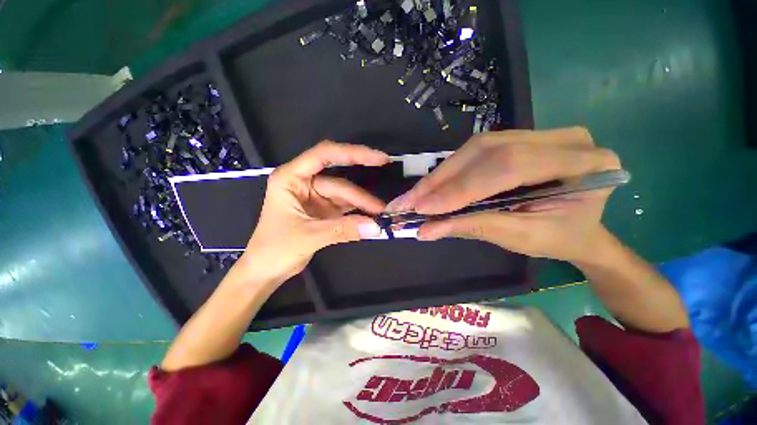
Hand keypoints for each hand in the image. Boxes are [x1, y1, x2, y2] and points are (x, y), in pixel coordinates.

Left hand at [238, 141, 387, 282]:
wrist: (266, 270)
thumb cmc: (275, 249)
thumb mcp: (309, 236)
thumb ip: (343, 230)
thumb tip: (375, 227)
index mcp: (291, 178)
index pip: (324, 155)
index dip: (353, 154)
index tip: (379, 159)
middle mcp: (304, 183)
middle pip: (339, 181)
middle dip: (360, 194)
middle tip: (383, 201)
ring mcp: (315, 197)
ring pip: (344, 196)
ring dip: (361, 205)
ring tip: (380, 215)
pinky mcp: (323, 210)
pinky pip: (344, 207)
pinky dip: (357, 212)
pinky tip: (370, 217)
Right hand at [385, 127, 620, 262]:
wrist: (581, 229)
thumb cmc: (560, 238)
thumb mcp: (520, 238)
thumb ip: (474, 227)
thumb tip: (427, 229)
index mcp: (584, 165)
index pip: (508, 166)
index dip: (461, 187)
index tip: (423, 208)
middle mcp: (563, 139)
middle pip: (486, 151)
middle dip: (442, 180)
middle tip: (410, 201)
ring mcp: (540, 133)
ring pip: (476, 147)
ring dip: (441, 175)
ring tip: (416, 196)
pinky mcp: (520, 138)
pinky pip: (477, 150)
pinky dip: (451, 171)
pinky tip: (433, 186)